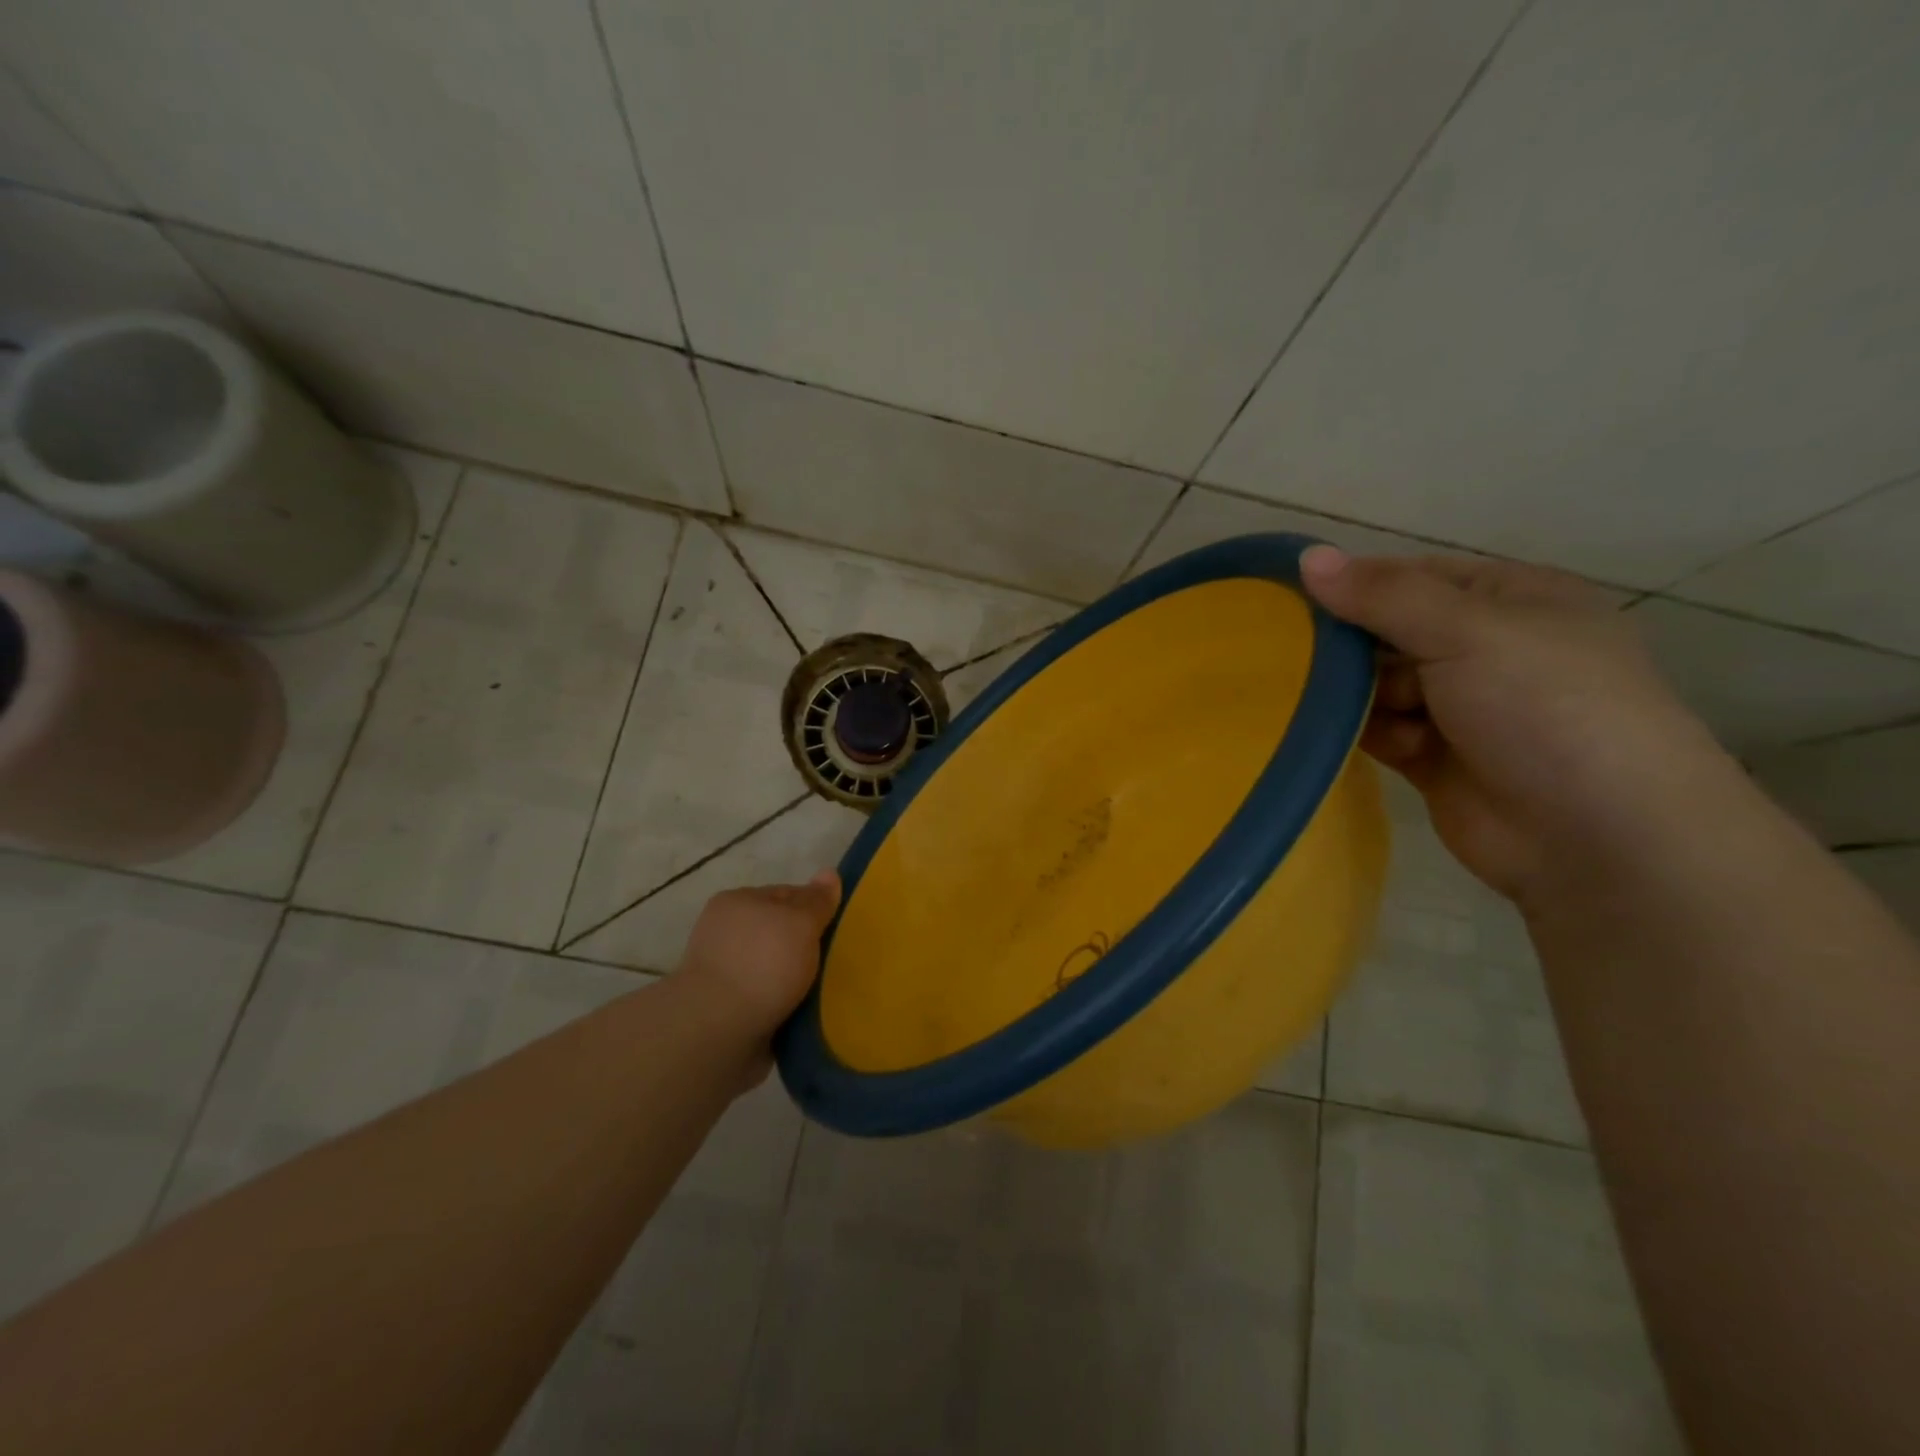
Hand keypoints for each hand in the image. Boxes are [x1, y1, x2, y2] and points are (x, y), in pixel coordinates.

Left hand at [676, 871, 841, 1074]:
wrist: (717, 1032)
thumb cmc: (762, 964)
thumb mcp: (800, 922)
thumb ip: (817, 900)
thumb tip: (829, 873)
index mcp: (737, 903)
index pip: (786, 894)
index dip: (815, 908)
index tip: (840, 927)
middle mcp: (727, 934)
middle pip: (780, 933)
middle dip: (806, 947)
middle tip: (839, 960)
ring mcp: (725, 975)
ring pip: (776, 969)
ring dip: (797, 981)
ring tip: (829, 992)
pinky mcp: (728, 1011)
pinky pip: (769, 1001)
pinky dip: (786, 1006)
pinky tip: (808, 1014)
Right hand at [1299, 547, 1735, 903]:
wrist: (1597, 837)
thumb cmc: (1545, 709)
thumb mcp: (1469, 632)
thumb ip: (1384, 596)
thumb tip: (1308, 556)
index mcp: (1511, 601)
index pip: (1414, 577)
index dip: (1356, 584)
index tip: (1293, 598)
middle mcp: (1486, 650)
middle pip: (1390, 632)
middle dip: (1346, 645)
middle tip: (1289, 654)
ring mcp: (1460, 708)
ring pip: (1378, 684)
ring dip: (1349, 693)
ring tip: (1314, 701)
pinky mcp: (1433, 759)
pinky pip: (1378, 730)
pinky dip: (1356, 731)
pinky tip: (1337, 736)